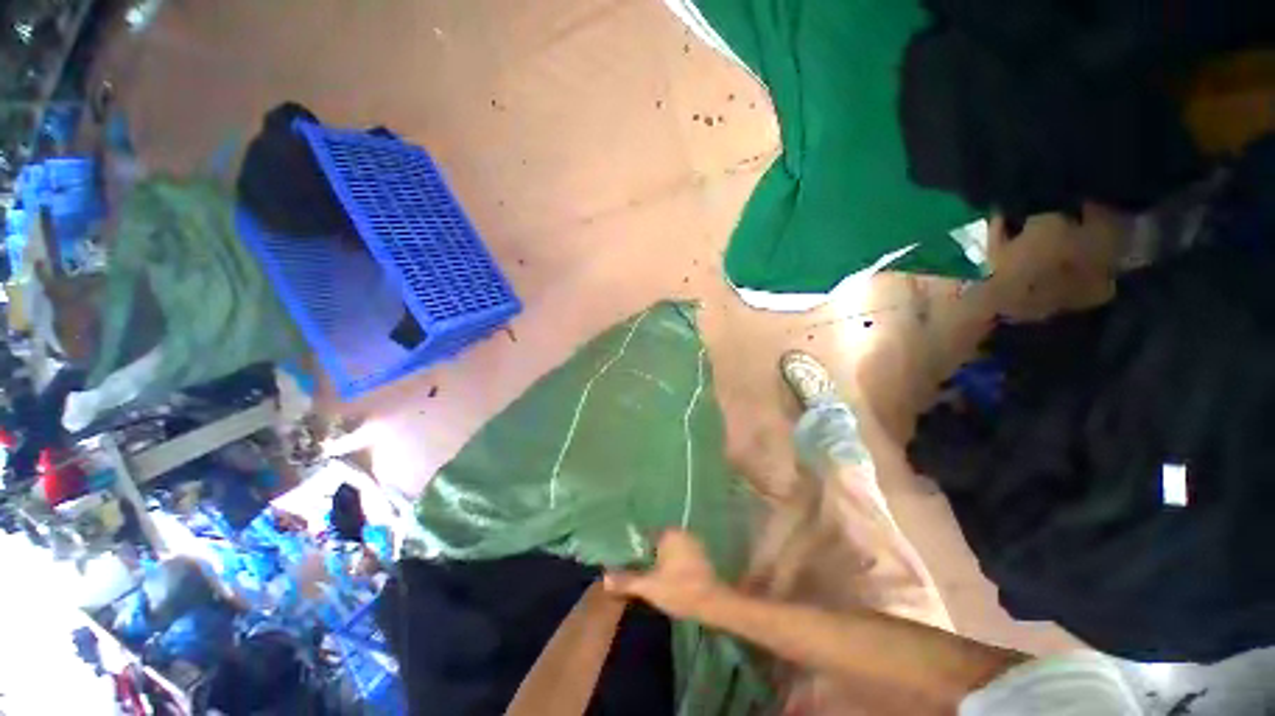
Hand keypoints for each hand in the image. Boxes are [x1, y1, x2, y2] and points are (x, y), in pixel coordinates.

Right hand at [604, 529, 728, 619]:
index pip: (645, 536)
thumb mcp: (649, 587)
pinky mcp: (701, 556)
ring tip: (651, 576)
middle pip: (657, 542)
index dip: (635, 549)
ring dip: (661, 560)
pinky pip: (681, 556)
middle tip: (638, 571)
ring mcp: (693, 543)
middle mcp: (681, 532)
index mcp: (668, 533)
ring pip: (670, 549)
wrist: (714, 603)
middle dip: (648, 555)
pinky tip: (669, 578)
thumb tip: (604, 578)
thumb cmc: (680, 590)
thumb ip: (627, 581)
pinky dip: (674, 564)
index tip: (627, 562)